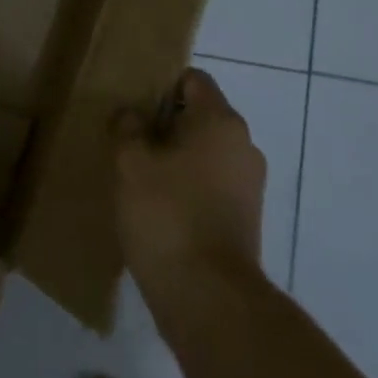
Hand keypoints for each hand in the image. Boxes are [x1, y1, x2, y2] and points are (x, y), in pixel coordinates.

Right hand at [114, 68, 264, 290]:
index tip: (133, 104)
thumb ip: (128, 128)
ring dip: (176, 157)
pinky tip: (159, 206)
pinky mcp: (246, 217)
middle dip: (166, 123)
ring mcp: (249, 183)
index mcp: (220, 120)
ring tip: (140, 175)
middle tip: (129, 139)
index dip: (161, 84)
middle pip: (201, 115)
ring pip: (206, 152)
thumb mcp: (131, 164)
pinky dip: (189, 186)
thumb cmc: (167, 215)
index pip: (193, 79)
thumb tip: (132, 114)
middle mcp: (243, 144)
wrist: (209, 298)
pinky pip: (213, 183)